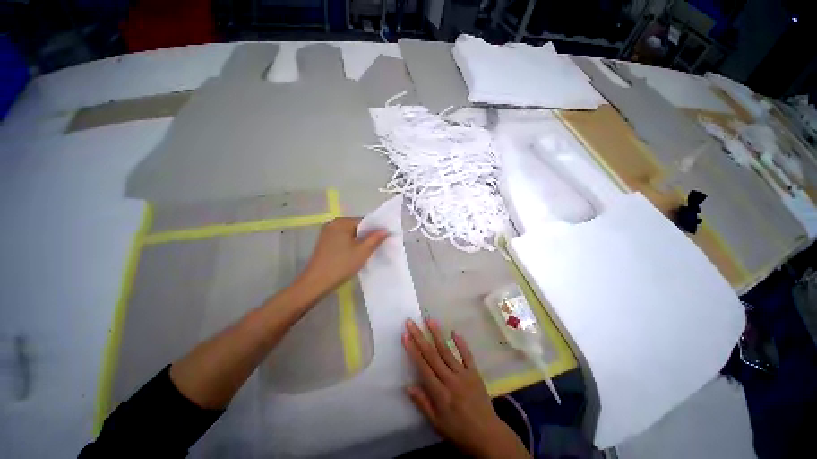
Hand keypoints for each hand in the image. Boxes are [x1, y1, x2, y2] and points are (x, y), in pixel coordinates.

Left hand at [295, 217, 387, 299]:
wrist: (316, 283)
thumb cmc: (341, 265)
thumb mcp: (363, 251)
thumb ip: (375, 238)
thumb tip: (386, 229)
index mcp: (341, 222)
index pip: (364, 221)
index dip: (375, 230)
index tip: (384, 239)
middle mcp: (333, 224)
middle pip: (357, 227)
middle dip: (367, 236)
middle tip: (378, 247)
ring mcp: (327, 233)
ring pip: (350, 234)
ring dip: (359, 241)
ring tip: (368, 251)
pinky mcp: (325, 243)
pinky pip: (343, 240)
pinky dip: (351, 245)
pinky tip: (355, 254)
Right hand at [403, 319, 529, 458]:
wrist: (488, 436)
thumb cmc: (459, 431)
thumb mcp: (437, 424)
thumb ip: (423, 404)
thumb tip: (408, 386)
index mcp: (440, 393)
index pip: (423, 367)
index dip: (413, 350)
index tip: (405, 336)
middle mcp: (450, 379)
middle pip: (432, 354)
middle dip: (420, 337)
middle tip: (411, 322)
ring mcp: (464, 374)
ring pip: (447, 351)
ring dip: (437, 335)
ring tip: (430, 320)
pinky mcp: (475, 373)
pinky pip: (467, 355)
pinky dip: (461, 344)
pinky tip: (455, 332)